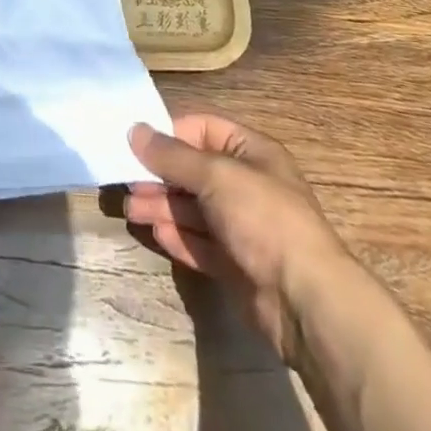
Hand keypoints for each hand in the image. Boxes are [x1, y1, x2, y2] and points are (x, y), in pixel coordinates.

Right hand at [126, 112, 348, 365]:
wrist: (304, 301)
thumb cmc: (263, 218)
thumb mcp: (215, 174)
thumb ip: (172, 155)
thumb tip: (135, 130)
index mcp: (251, 152)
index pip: (203, 129)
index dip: (170, 134)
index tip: (136, 143)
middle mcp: (246, 185)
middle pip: (194, 171)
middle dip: (159, 175)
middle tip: (125, 182)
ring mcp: (242, 227)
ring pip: (193, 208)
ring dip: (161, 206)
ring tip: (129, 209)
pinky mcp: (236, 264)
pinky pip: (199, 243)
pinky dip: (177, 236)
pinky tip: (155, 232)